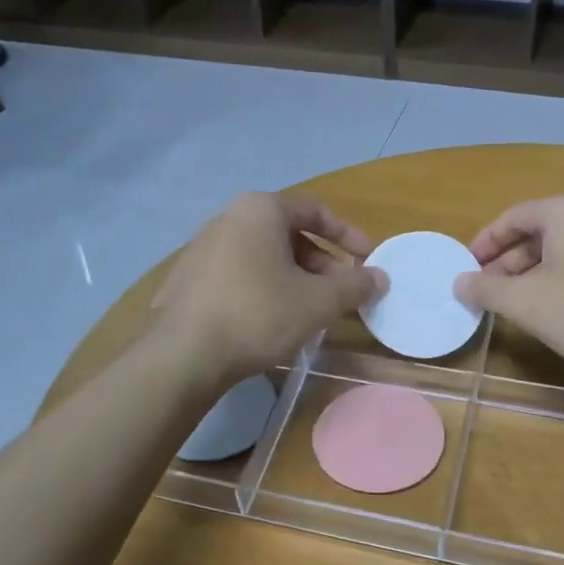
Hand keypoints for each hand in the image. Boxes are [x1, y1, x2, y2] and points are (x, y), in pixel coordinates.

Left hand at [153, 192, 385, 388]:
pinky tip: (273, 321)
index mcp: (260, 210)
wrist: (183, 354)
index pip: (315, 211)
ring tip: (311, 311)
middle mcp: (228, 218)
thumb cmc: (258, 314)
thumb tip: (380, 278)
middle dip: (322, 263)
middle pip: (288, 234)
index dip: (348, 236)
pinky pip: (240, 274)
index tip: (368, 260)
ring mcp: (202, 248)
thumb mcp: (317, 302)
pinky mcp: (188, 278)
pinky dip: (266, 288)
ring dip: (295, 278)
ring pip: (264, 256)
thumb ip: (354, 286)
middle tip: (341, 293)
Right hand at [453, 193, 563, 376]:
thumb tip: (459, 282)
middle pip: (538, 234)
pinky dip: (561, 285)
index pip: (513, 217)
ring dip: (533, 277)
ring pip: (563, 254)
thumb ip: (485, 288)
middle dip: (508, 264)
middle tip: (488, 293)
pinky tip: (555, 315)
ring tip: (516, 307)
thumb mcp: (523, 301)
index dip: (484, 243)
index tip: (467, 269)